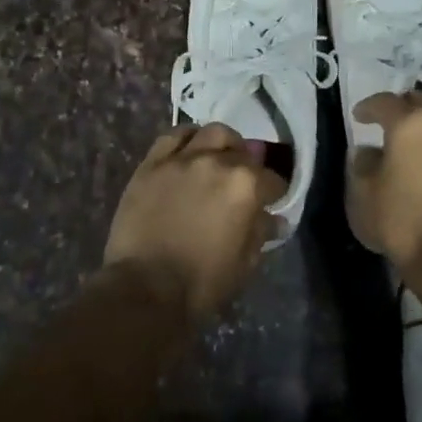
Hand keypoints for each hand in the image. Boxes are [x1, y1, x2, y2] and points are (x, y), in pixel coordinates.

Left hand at [104, 124, 286, 320]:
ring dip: (221, 143)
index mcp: (246, 185)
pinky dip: (186, 139)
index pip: (272, 179)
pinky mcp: (152, 163)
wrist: (146, 288)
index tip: (271, 201)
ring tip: (217, 157)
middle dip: (248, 163)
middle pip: (242, 149)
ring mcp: (182, 158)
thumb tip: (275, 219)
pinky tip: (188, 152)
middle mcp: (217, 161)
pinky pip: (173, 136)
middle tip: (242, 178)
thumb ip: (261, 232)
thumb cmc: (203, 282)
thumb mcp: (245, 263)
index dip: (274, 192)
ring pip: (211, 133)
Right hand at [349, 91, 421, 277]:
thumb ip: (362, 164)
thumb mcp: (362, 195)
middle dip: (404, 108)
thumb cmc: (399, 223)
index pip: (385, 102)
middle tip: (391, 123)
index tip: (360, 117)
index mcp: (410, 126)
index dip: (369, 107)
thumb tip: (368, 152)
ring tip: (419, 151)